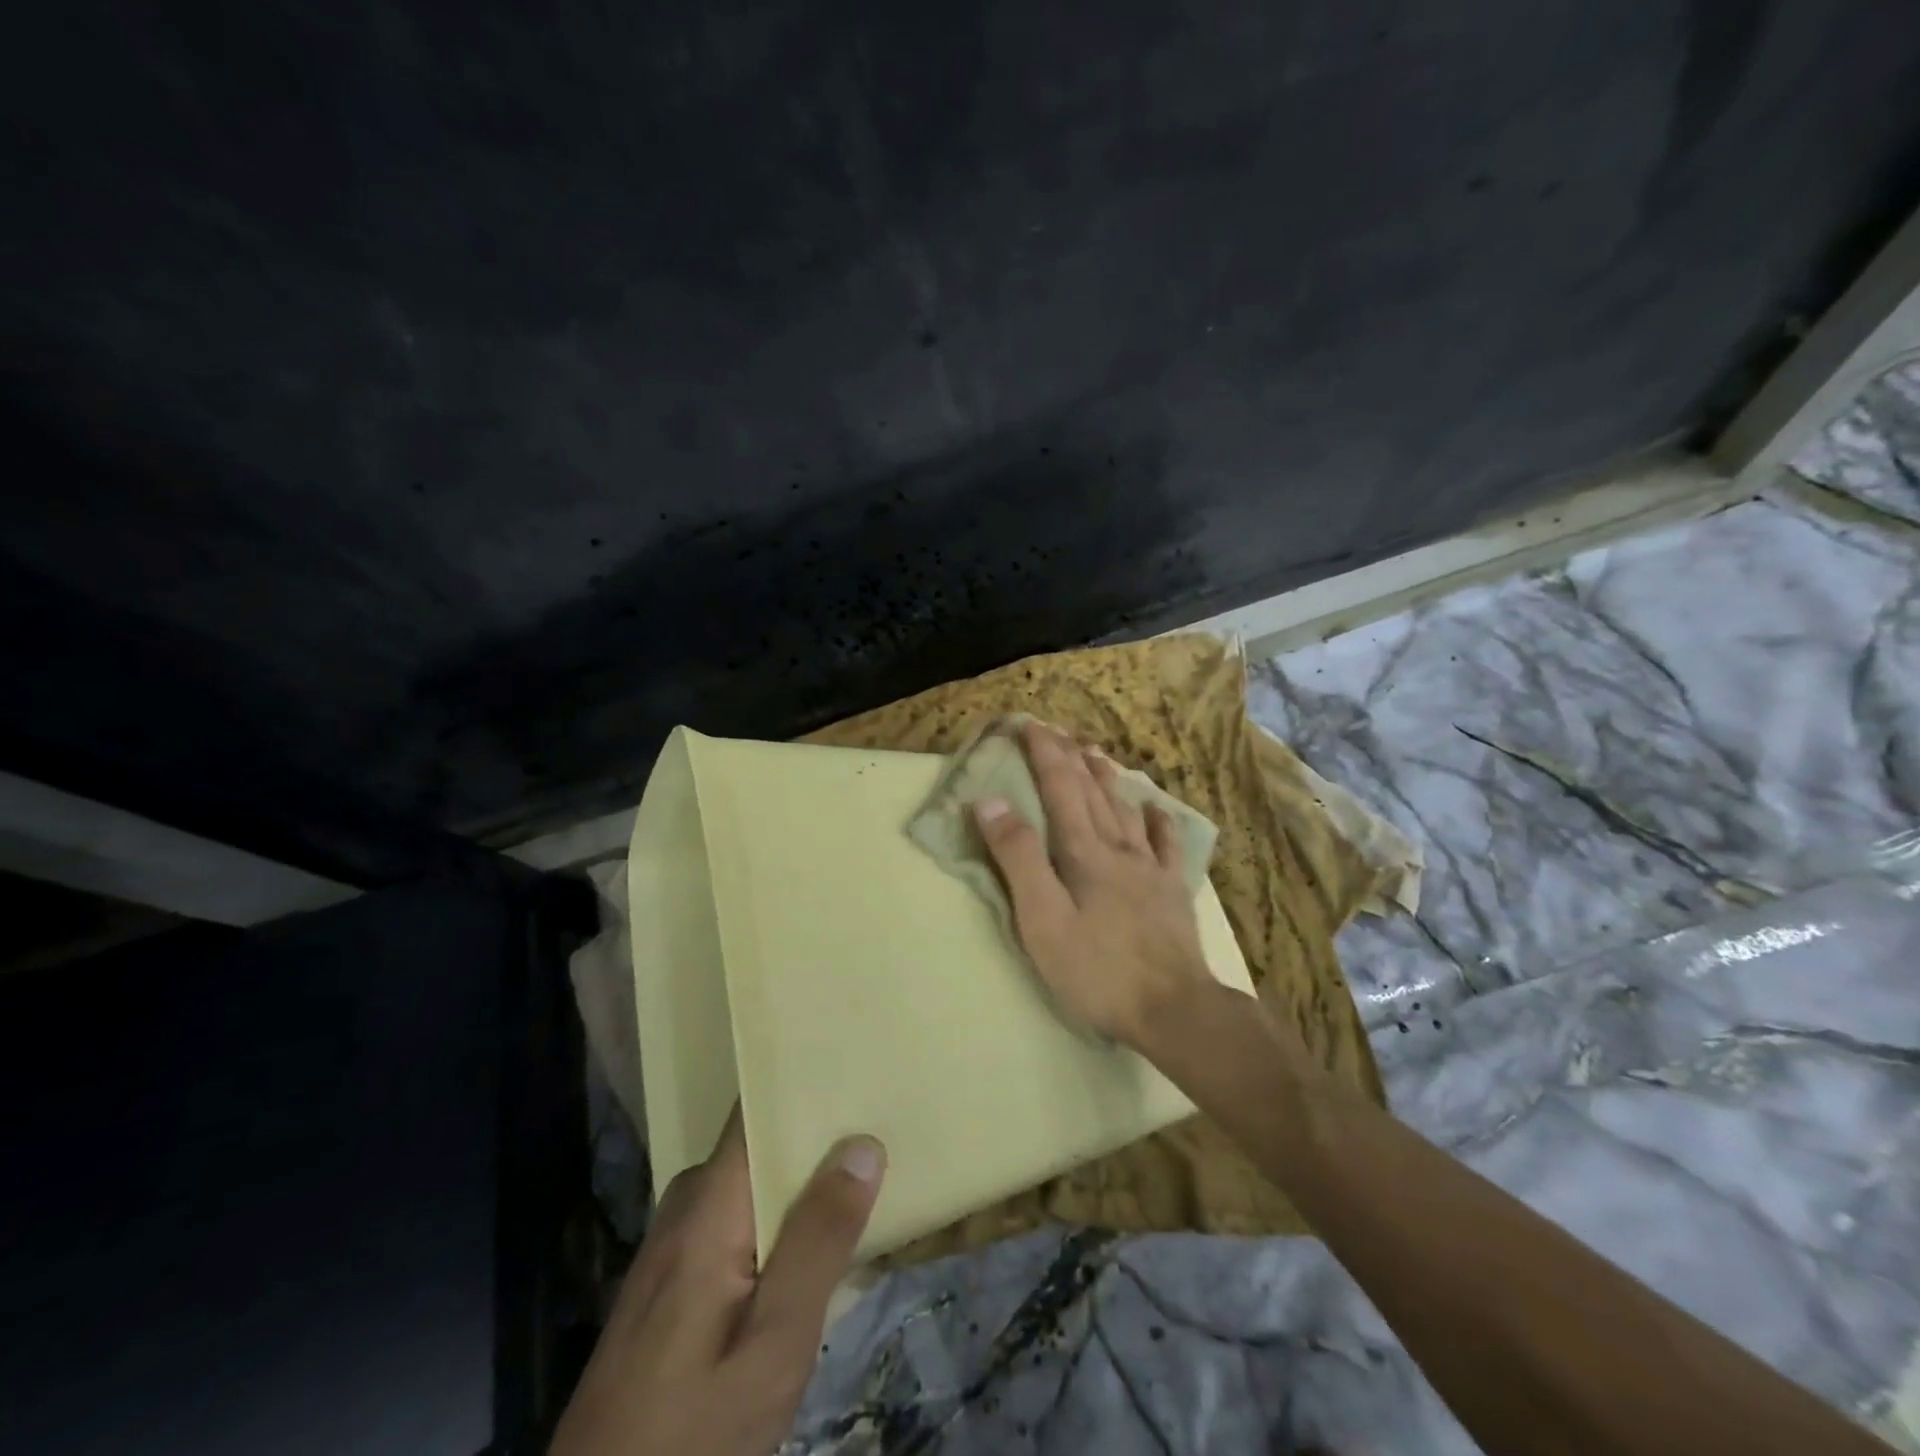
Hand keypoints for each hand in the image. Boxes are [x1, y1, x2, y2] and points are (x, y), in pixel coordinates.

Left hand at [549, 1109, 884, 1455]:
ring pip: (755, 1183)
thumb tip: (863, 1144)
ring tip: (870, 1171)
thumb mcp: (773, 1346)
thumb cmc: (692, 1434)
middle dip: (821, 1136)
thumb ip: (818, 1242)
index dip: (805, 1083)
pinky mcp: (676, 1276)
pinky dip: (782, 1217)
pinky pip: (740, 1218)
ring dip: (805, 1182)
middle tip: (886, 1125)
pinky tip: (820, 1236)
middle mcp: (688, 1203)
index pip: (756, 1108)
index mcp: (709, 1203)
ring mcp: (677, 1240)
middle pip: (762, 1144)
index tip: (858, 1064)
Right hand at [972, 721, 1211, 1046]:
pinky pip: (1168, 844)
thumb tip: (989, 802)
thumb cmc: (1097, 969)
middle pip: (1092, 790)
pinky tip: (1155, 809)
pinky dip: (1158, 820)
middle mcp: (1119, 847)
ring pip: (1126, 808)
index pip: (1059, 786)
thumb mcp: (1042, 919)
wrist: (1174, 1008)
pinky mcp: (1173, 891)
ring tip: (1096, 754)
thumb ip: (1017, 858)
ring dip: (1108, 778)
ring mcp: (1151, 868)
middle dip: (1070, 756)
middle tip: (1056, 730)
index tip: (1028, 724)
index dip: (1043, 753)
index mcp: (1083, 851)